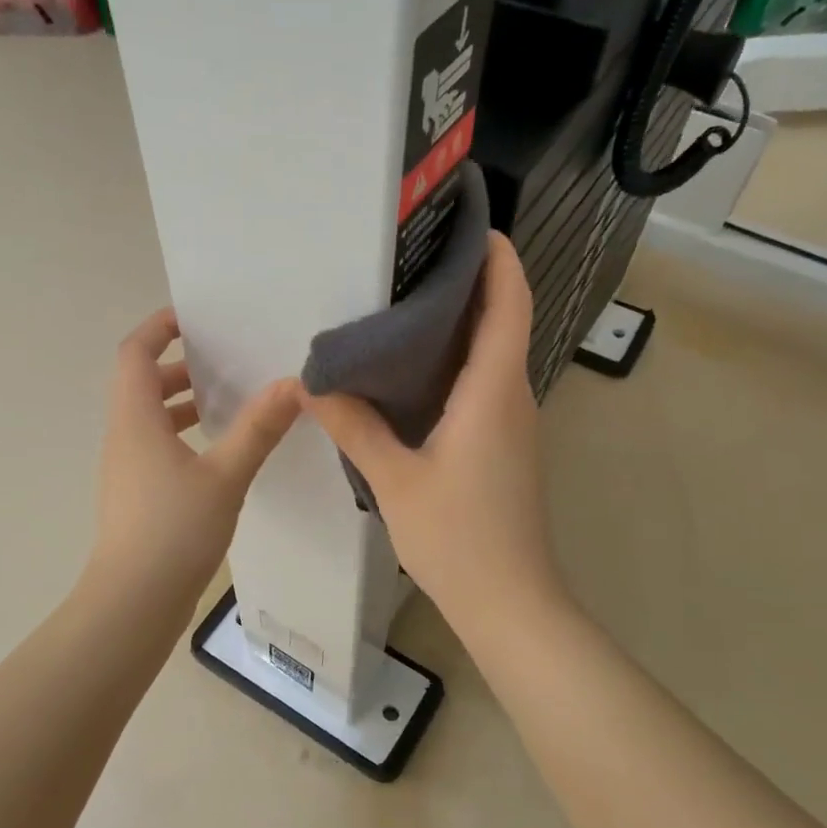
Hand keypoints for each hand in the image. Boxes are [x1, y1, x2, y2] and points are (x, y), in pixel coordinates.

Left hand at [89, 308, 300, 600]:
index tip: (193, 318)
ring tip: (226, 403)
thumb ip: (258, 429)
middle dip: (177, 365)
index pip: (134, 353)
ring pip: (148, 419)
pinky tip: (218, 454)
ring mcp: (126, 469)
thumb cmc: (174, 530)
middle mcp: (123, 437)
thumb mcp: (225, 475)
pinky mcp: (135, 496)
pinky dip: (181, 436)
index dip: (158, 327)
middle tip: (222, 361)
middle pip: (140, 383)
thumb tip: (294, 384)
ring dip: (181, 403)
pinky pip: (155, 447)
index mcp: (135, 419)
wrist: (133, 602)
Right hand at [302, 233, 563, 635]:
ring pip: (494, 356)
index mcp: (493, 391)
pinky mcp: (504, 448)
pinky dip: (456, 365)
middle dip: (470, 283)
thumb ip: (355, 428)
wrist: (509, 603)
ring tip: (402, 307)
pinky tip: (410, 376)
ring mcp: (513, 425)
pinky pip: (485, 387)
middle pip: (503, 322)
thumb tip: (312, 386)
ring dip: (462, 326)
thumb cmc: (457, 538)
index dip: (499, 258)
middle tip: (412, 261)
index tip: (473, 224)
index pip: (510, 304)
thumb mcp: (395, 480)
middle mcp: (513, 397)